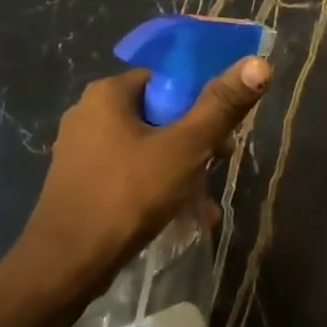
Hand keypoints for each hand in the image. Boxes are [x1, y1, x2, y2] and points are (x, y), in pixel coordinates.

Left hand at [7, 57, 270, 296]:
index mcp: (107, 94)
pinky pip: (130, 173)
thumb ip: (221, 106)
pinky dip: (158, 187)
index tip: (223, 132)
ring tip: (206, 203)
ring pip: (148, 148)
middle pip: (159, 115)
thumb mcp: (185, 148)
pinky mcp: (81, 182)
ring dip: (183, 171)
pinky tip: (183, 217)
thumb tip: (259, 63)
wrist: (68, 263)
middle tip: (219, 166)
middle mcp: (88, 114)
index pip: (167, 80)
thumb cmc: (128, 195)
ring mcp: (81, 150)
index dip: (202, 102)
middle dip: (196, 142)